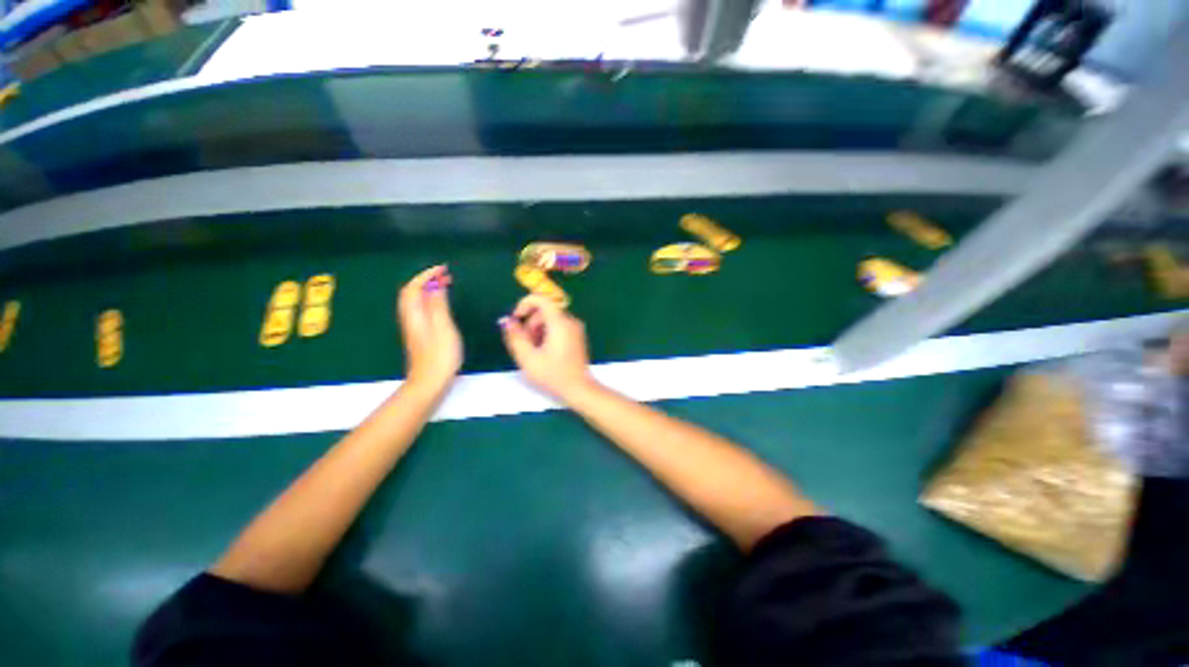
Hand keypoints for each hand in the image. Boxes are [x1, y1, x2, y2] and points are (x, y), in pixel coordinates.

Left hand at [398, 265, 462, 393]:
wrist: (429, 381)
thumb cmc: (440, 355)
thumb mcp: (443, 328)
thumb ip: (438, 305)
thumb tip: (435, 285)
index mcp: (415, 314)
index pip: (414, 287)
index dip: (427, 275)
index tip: (444, 269)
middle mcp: (410, 318)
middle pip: (411, 292)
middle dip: (426, 279)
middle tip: (446, 275)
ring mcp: (413, 327)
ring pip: (415, 300)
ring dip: (427, 289)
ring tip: (445, 285)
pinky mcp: (419, 334)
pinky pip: (420, 308)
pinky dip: (428, 299)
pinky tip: (440, 303)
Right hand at [500, 295, 595, 400]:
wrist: (579, 389)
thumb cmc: (553, 375)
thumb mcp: (528, 358)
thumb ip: (515, 337)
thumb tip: (506, 321)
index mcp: (560, 323)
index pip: (541, 299)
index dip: (524, 304)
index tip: (516, 320)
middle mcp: (570, 321)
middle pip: (544, 310)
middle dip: (530, 323)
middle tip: (525, 344)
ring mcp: (576, 328)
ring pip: (551, 319)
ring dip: (538, 330)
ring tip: (534, 350)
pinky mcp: (577, 335)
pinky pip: (558, 326)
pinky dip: (547, 333)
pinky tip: (545, 351)